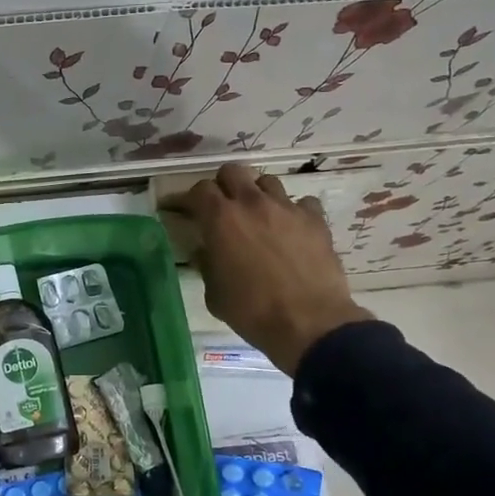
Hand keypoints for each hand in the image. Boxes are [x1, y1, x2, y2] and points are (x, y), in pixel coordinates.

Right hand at [165, 162, 371, 374]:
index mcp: (221, 219)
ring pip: (267, 182)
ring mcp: (287, 208)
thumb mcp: (215, 294)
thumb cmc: (252, 312)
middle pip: (232, 172)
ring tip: (257, 215)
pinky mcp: (315, 220)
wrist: (309, 323)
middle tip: (220, 207)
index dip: (187, 198)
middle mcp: (252, 204)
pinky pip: (301, 202)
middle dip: (222, 186)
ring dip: (256, 194)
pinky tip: (291, 228)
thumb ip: (207, 265)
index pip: (198, 190)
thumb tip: (205, 251)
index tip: (179, 209)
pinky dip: (292, 211)